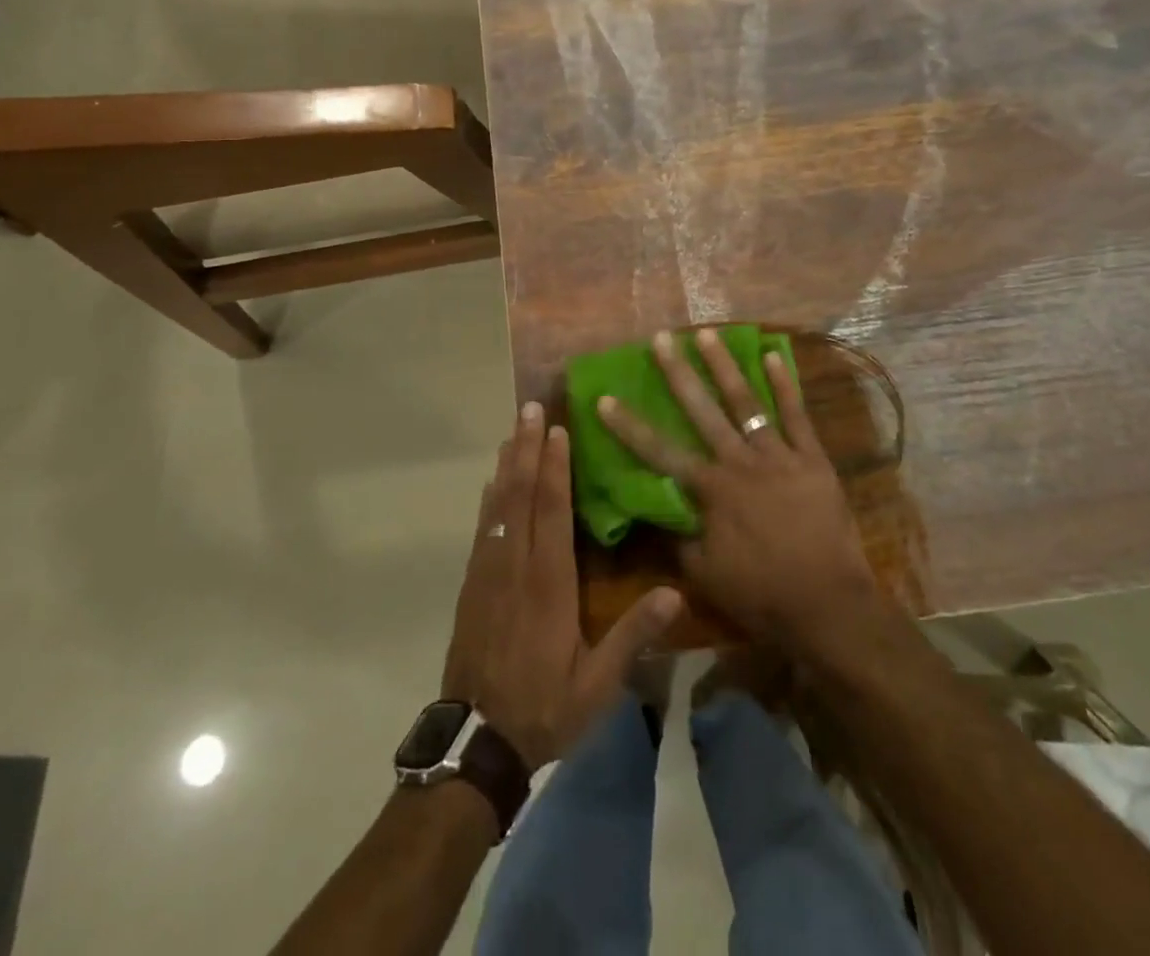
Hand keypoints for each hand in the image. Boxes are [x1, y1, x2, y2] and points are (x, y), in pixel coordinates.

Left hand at [441, 403, 682, 768]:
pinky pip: (483, 528)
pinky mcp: (473, 585)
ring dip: (507, 465)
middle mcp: (515, 566)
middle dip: (527, 449)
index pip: (551, 511)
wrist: (477, 740)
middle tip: (530, 409)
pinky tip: (493, 482)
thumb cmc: (544, 706)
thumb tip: (675, 593)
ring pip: (498, 506)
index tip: (558, 429)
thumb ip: (634, 635)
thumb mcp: (598, 683)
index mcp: (548, 583)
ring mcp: (489, 573)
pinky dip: (490, 498)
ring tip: (514, 432)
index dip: (555, 467)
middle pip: (520, 495)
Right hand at [597, 329, 881, 655]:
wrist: (828, 604)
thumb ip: (679, 536)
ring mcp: (779, 455)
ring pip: (746, 402)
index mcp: (711, 490)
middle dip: (678, 373)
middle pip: (702, 410)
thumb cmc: (761, 593)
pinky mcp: (812, 458)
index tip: (605, 398)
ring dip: (725, 366)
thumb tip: (659, 509)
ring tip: (708, 333)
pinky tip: (773, 355)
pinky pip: (797, 415)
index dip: (629, 426)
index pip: (659, 451)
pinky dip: (785, 384)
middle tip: (661, 339)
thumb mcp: (704, 574)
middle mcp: (739, 461)